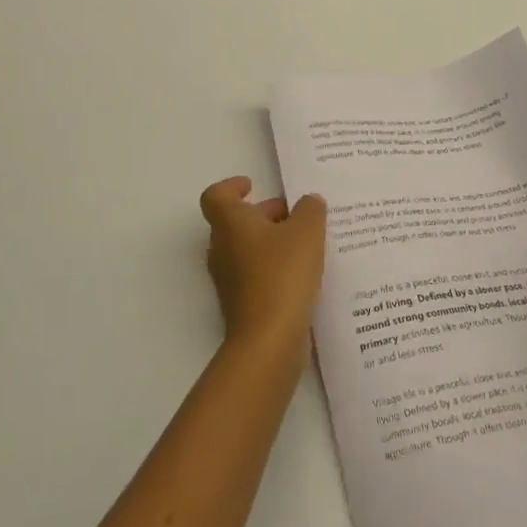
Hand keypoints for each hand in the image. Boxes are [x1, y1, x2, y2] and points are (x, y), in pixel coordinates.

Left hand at [200, 177, 326, 364]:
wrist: (268, 340)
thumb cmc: (282, 274)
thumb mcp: (307, 232)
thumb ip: (310, 210)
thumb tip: (308, 202)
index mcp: (230, 223)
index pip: (216, 196)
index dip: (232, 186)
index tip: (252, 185)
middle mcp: (222, 248)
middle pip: (235, 222)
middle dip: (264, 215)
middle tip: (295, 216)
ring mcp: (228, 279)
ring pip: (246, 249)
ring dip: (271, 242)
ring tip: (306, 245)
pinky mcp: (240, 304)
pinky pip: (254, 274)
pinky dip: (273, 268)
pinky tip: (303, 275)